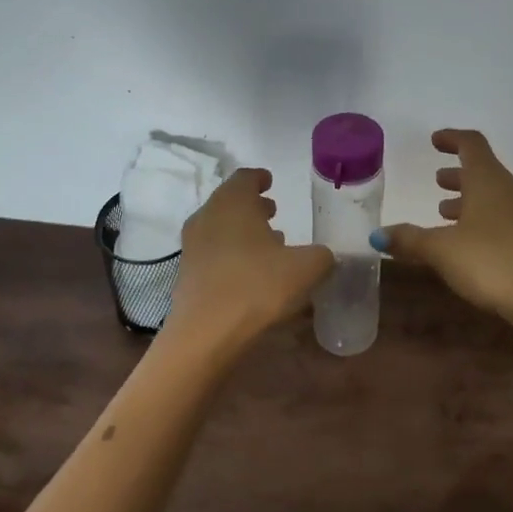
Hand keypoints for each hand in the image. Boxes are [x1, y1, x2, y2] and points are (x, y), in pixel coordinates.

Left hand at [166, 168, 333, 353]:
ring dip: (242, 230)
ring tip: (268, 243)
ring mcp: (193, 245)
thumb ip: (322, 255)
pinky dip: (232, 252)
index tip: (271, 182)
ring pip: (220, 226)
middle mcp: (208, 216)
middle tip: (274, 212)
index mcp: (233, 202)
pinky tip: (251, 270)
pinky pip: (213, 251)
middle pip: (230, 201)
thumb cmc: (258, 286)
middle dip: (252, 205)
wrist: (206, 333)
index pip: (245, 177)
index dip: (260, 178)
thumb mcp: (306, 268)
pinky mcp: (187, 273)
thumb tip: (325, 255)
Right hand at [374, 129, 512, 328]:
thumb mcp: (442, 250)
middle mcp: (512, 189)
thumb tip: (377, 235)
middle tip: (437, 181)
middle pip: (484, 171)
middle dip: (458, 175)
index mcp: (489, 179)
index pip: (471, 144)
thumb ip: (409, 240)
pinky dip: (484, 220)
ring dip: (470, 200)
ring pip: (495, 196)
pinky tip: (471, 244)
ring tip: (446, 213)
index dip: (452, 139)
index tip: (435, 141)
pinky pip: (506, 218)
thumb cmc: (492, 262)